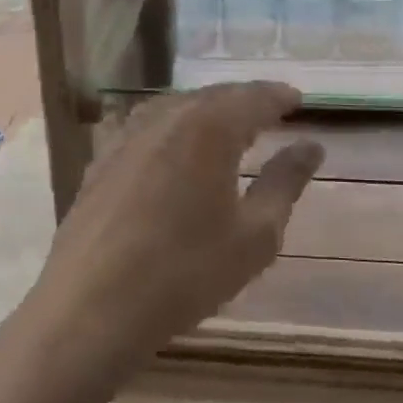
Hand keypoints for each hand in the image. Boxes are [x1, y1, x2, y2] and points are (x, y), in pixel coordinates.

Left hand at [29, 83, 322, 380]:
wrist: (92, 306)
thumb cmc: (185, 273)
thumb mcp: (254, 235)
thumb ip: (284, 183)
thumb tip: (310, 146)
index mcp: (209, 128)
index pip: (253, 98)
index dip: (279, 97)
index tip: (298, 99)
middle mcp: (166, 119)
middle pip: (212, 96)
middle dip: (243, 99)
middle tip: (268, 109)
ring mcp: (126, 136)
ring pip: (174, 107)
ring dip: (205, 109)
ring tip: (225, 123)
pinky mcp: (100, 160)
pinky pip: (144, 126)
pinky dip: (170, 126)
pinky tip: (170, 143)